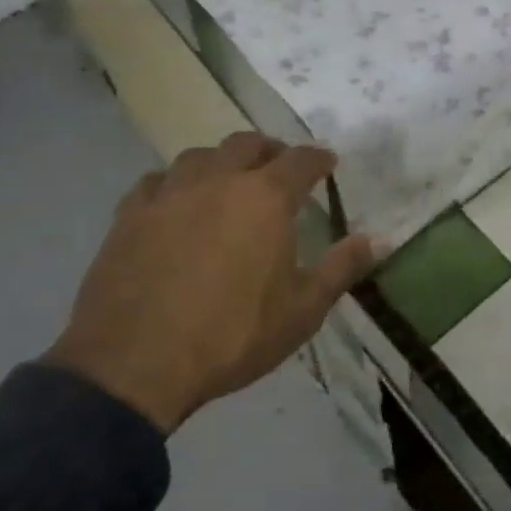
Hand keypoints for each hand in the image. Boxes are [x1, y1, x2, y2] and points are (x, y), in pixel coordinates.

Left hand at [45, 133, 379, 433]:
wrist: (134, 366)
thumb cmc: (232, 336)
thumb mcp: (303, 310)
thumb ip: (343, 267)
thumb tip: (380, 239)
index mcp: (266, 198)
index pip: (301, 159)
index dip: (319, 159)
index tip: (328, 164)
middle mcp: (219, 181)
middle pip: (248, 143)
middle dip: (270, 151)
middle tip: (280, 170)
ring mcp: (169, 195)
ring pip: (199, 156)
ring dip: (221, 162)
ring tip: (228, 182)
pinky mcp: (129, 216)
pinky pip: (156, 181)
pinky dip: (175, 184)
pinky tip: (176, 204)